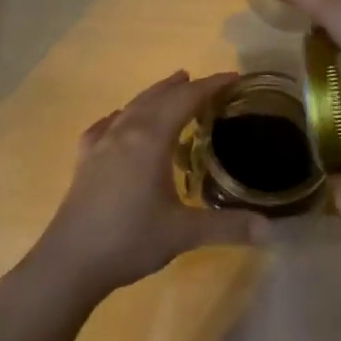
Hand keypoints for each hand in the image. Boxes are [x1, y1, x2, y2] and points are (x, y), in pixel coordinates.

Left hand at [25, 71, 255, 303]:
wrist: (69, 262)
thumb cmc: (129, 239)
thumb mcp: (183, 234)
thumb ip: (227, 227)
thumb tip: (270, 230)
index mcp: (150, 139)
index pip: (185, 100)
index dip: (211, 86)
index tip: (233, 78)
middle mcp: (124, 132)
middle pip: (157, 98)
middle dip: (182, 87)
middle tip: (205, 82)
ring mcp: (100, 146)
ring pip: (131, 108)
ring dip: (153, 95)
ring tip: (169, 89)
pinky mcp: (84, 162)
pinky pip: (105, 127)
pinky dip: (120, 117)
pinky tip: (117, 122)